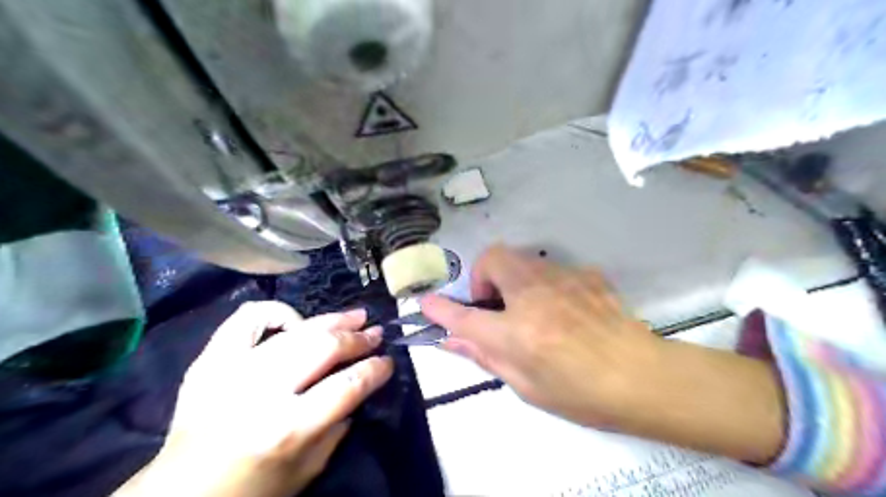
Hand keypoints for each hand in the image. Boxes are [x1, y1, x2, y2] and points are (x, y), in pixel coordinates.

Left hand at [114, 301, 391, 496]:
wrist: (180, 496)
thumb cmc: (251, 491)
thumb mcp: (307, 471)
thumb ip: (338, 427)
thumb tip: (357, 386)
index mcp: (288, 429)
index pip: (348, 385)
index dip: (375, 369)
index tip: (387, 362)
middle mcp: (262, 393)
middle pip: (324, 348)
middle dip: (359, 338)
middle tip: (376, 333)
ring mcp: (232, 371)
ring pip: (296, 330)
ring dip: (332, 319)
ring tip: (356, 316)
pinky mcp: (210, 360)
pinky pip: (247, 319)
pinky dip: (276, 312)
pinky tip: (296, 321)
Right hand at [419, 245, 655, 426]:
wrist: (644, 377)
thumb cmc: (581, 393)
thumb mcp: (526, 385)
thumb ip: (484, 356)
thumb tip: (451, 341)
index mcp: (517, 332)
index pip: (463, 316)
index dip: (440, 308)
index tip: (427, 303)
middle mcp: (535, 295)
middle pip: (493, 258)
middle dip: (484, 277)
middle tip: (495, 305)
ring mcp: (563, 278)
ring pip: (521, 258)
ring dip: (511, 277)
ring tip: (528, 307)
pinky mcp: (585, 274)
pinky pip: (550, 269)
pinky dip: (542, 283)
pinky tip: (561, 308)